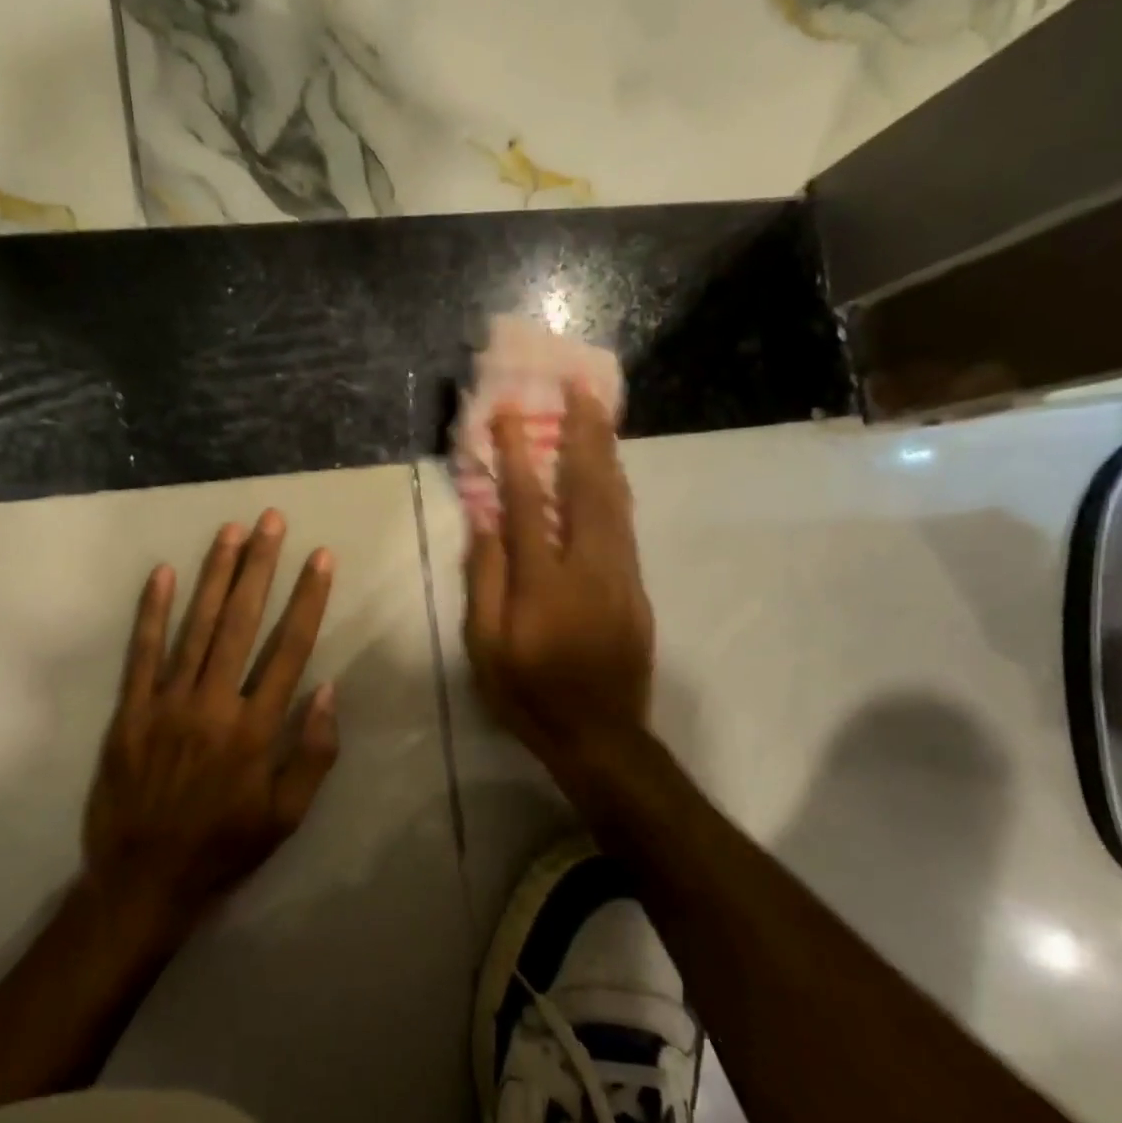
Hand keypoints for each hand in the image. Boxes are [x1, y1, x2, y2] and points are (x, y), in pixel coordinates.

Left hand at [80, 510, 339, 937]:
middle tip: (271, 521)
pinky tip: (163, 573)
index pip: (289, 648)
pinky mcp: (131, 712)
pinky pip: (142, 653)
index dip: (307, 599)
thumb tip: (326, 690)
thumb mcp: (287, 816)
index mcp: (255, 729)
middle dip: (260, 567)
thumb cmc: (225, 847)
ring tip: (230, 531)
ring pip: (196, 626)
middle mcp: (213, 704)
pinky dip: (152, 611)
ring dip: (215, 575)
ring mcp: (167, 704)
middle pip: (242, 622)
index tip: (319, 558)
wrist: (143, 883)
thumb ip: (313, 753)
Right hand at [465, 382, 654, 781]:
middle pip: (587, 486)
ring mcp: (619, 573)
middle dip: (581, 432)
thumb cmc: (531, 693)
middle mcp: (588, 566)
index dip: (516, 454)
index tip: (508, 412)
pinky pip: (626, 523)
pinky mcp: (635, 585)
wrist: (602, 735)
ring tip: (598, 410)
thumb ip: (486, 580)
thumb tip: (485, 521)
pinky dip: (616, 486)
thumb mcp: (487, 648)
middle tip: (579, 387)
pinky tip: (609, 467)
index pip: (527, 503)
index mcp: (543, 582)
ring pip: (615, 498)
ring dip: (604, 450)